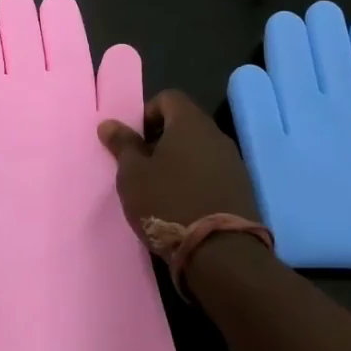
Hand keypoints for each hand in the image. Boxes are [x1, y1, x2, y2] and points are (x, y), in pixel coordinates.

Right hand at [98, 90, 261, 232]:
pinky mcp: (241, 188)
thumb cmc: (168, 204)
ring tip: (160, 189)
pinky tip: (182, 205)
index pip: (168, 97)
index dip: (147, 113)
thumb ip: (123, 145)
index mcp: (190, 123)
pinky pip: (213, 172)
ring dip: (179, 161)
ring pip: (200, 149)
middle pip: (185, 123)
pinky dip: (196, 179)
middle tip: (142, 167)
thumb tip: (109, 123)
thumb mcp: (133, 175)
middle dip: (161, 139)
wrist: (221, 253)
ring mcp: (233, 162)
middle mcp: (216, 135)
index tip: (134, 142)